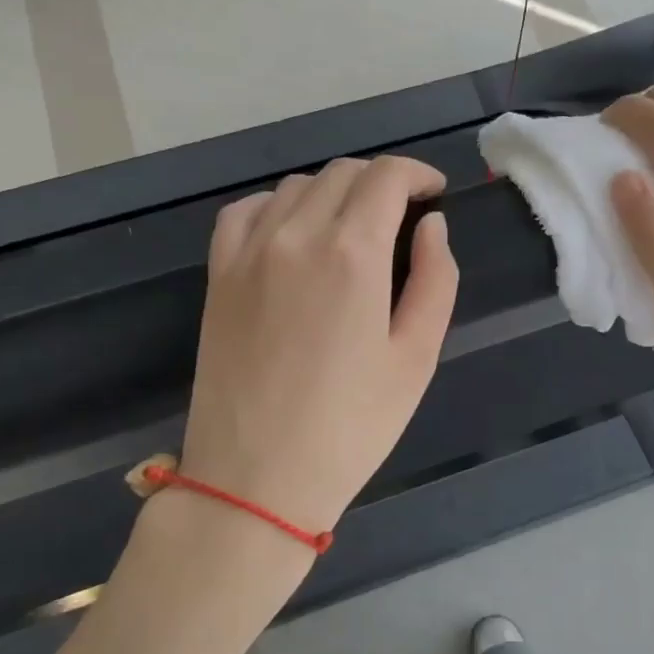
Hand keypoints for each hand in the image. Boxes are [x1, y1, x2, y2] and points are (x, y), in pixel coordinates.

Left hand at [179, 155, 458, 536]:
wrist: (255, 479)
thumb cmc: (351, 426)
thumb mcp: (417, 358)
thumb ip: (436, 279)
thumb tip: (432, 225)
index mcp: (352, 253)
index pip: (385, 177)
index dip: (417, 175)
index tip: (435, 194)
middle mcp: (296, 235)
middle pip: (342, 173)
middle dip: (381, 182)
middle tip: (403, 216)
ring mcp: (248, 252)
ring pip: (296, 186)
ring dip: (334, 192)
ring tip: (353, 228)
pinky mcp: (218, 275)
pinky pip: (245, 211)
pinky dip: (278, 206)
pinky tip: (293, 233)